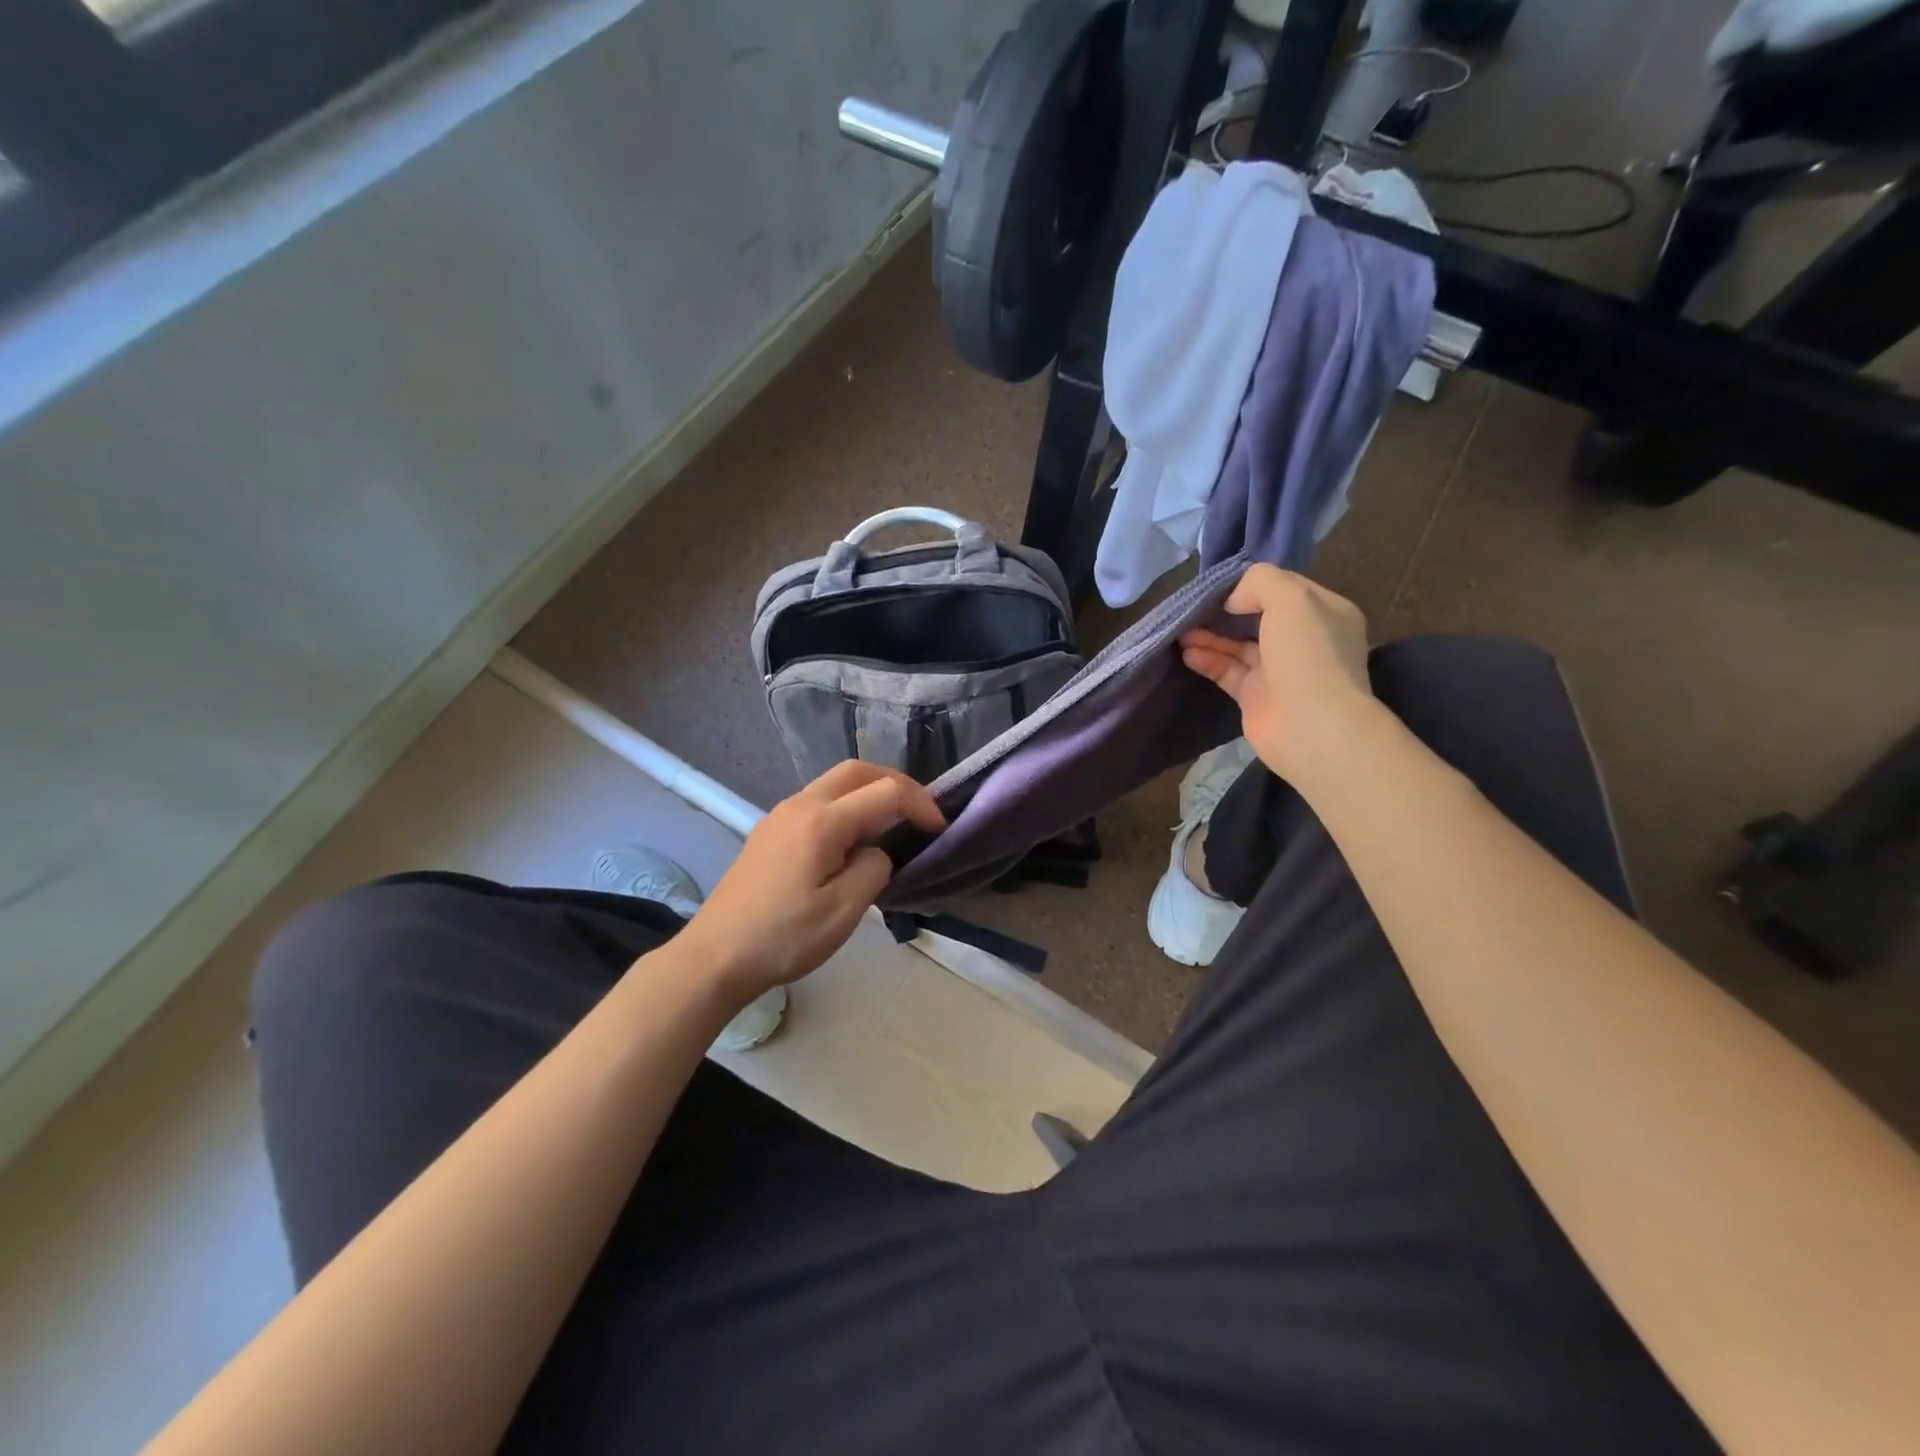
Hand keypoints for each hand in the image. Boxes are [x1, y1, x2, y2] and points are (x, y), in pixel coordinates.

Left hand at [676, 761, 944, 999]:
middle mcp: (800, 805)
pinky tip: (853, 840)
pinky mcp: (770, 831)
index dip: (919, 804)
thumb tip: (877, 852)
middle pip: (857, 771)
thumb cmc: (783, 937)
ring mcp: (780, 815)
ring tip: (893, 824)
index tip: (939, 829)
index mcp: (822, 821)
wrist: (715, 957)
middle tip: (920, 812)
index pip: (885, 792)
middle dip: (896, 783)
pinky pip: (818, 801)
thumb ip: (874, 869)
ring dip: (870, 792)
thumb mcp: (844, 911)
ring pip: (835, 783)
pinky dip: (847, 806)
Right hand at [1180, 565, 1375, 787]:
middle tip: (1193, 608)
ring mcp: (1280, 671)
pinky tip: (1187, 654)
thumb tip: (1234, 600)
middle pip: (1257, 618)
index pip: (1284, 588)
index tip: (1220, 587)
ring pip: (1239, 646)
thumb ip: (1260, 582)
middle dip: (1225, 612)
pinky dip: (1208, 661)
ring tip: (1181, 632)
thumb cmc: (1308, 655)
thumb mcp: (1290, 598)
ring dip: (1210, 637)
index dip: (1251, 585)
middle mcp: (1304, 640)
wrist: (1312, 727)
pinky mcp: (1256, 697)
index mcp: (1324, 613)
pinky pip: (1228, 672)